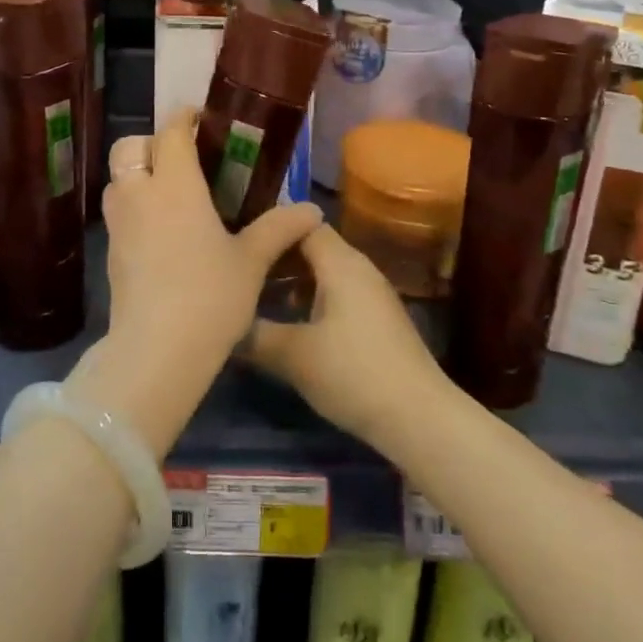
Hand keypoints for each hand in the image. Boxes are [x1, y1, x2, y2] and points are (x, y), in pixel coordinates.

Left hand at [71, 111, 320, 456]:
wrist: (156, 352)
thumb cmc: (210, 296)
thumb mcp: (252, 261)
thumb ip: (279, 228)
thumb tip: (312, 210)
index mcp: (175, 185)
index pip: (171, 132)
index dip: (183, 118)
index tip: (200, 118)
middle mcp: (140, 195)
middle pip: (129, 147)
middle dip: (151, 142)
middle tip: (182, 156)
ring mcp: (119, 225)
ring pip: (117, 180)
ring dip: (138, 173)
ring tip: (171, 191)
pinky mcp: (110, 253)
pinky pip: (118, 212)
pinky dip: (134, 206)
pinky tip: (161, 230)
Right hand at [244, 225, 451, 453]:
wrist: (419, 417)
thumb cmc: (353, 373)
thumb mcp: (293, 356)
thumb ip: (254, 334)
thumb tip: (223, 321)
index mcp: (340, 263)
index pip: (301, 224)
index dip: (269, 231)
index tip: (239, 247)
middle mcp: (359, 268)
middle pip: (313, 246)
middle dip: (278, 258)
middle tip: (242, 274)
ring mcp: (372, 294)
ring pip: (325, 272)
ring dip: (294, 281)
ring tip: (259, 300)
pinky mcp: (378, 320)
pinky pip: (338, 293)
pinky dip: (312, 299)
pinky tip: (293, 326)